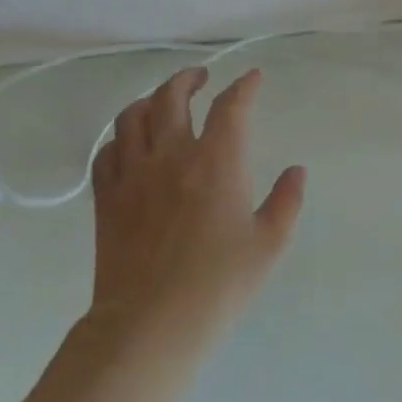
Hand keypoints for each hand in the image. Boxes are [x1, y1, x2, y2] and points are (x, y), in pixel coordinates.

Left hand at [85, 66, 305, 348]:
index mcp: (216, 162)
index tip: (253, 78)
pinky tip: (130, 144)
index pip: (230, 106)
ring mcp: (133, 175)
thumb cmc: (219, 285)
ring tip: (163, 102)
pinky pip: (107, 152)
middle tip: (201, 77)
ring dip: (151, 100)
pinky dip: (120, 137)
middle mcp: (171, 156)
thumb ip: (286, 201)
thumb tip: (295, 171)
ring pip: (132, 116)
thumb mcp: (269, 244)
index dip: (244, 86)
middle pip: (172, 96)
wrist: (151, 324)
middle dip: (188, 78)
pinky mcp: (106, 199)